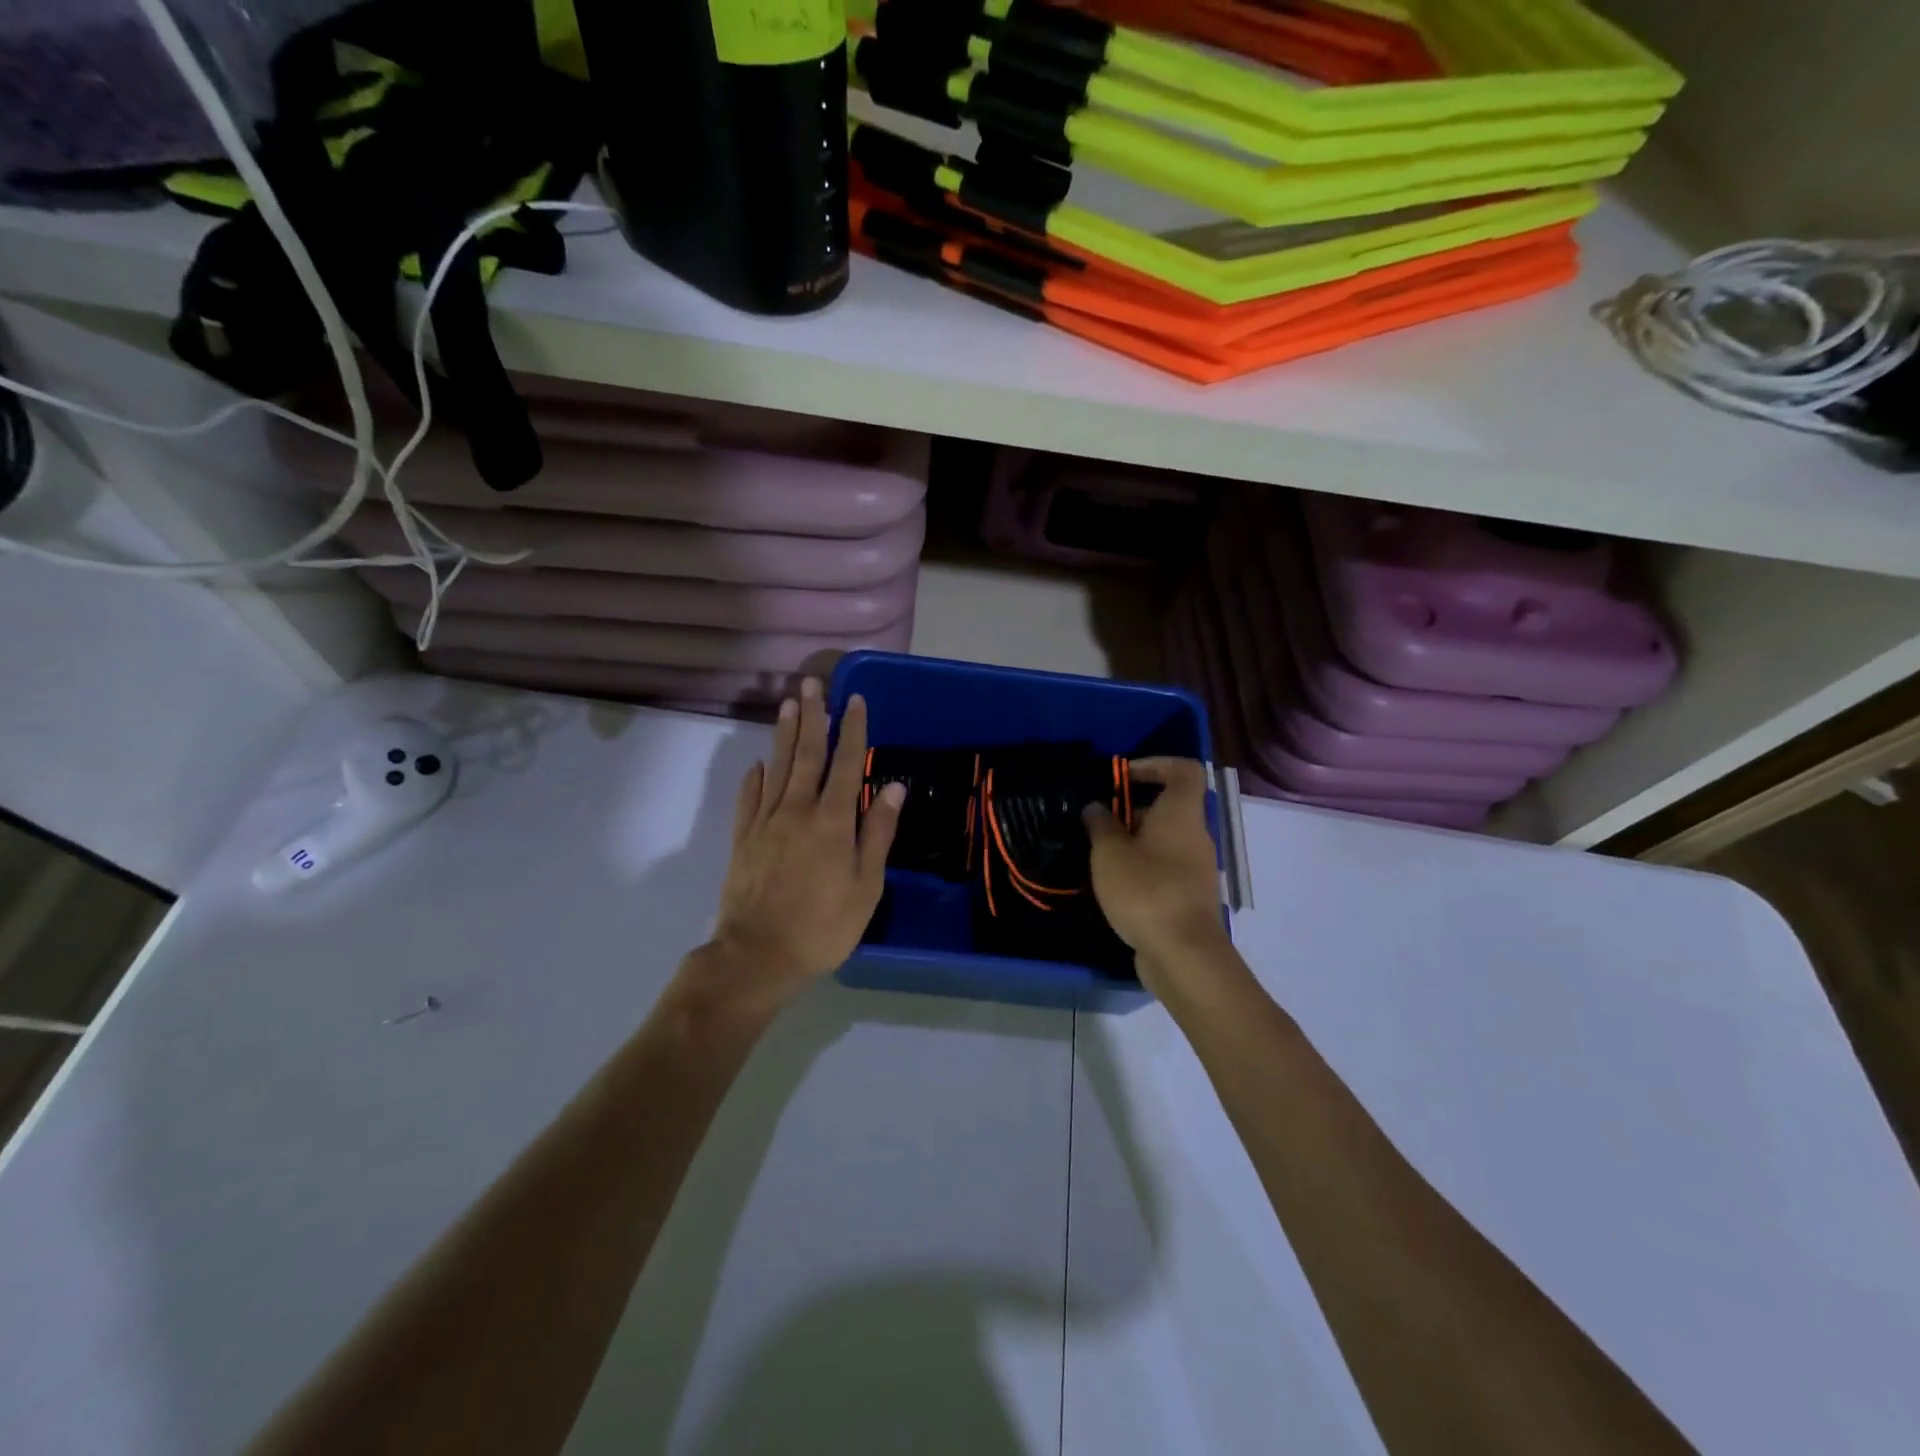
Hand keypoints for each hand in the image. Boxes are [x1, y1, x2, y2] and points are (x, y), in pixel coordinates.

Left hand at [690, 679, 903, 1018]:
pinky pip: (749, 798)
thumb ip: (877, 833)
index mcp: (832, 820)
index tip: (855, 700)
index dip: (851, 730)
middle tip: (813, 683)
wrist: (758, 955)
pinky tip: (759, 763)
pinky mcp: (742, 839)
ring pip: (776, 767)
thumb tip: (892, 788)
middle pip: (806, 754)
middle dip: (813, 716)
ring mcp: (765, 822)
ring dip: (784, 734)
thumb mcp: (866, 885)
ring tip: (789, 704)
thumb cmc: (824, 926)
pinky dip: (755, 777)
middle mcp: (797, 810)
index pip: (845, 764)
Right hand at [1084, 757, 1230, 994]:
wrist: (1183, 954)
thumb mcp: (1110, 854)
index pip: (1183, 770)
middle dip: (1132, 807)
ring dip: (1133, 839)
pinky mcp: (1188, 895)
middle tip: (1098, 819)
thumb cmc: (1146, 891)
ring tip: (1099, 852)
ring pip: (1164, 839)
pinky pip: (1164, 866)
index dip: (1155, 763)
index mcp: (1181, 815)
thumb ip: (1100, 825)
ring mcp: (1195, 867)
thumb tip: (1096, 807)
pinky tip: (1114, 882)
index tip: (1123, 776)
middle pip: (1169, 806)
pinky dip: (1141, 865)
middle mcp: (1195, 835)